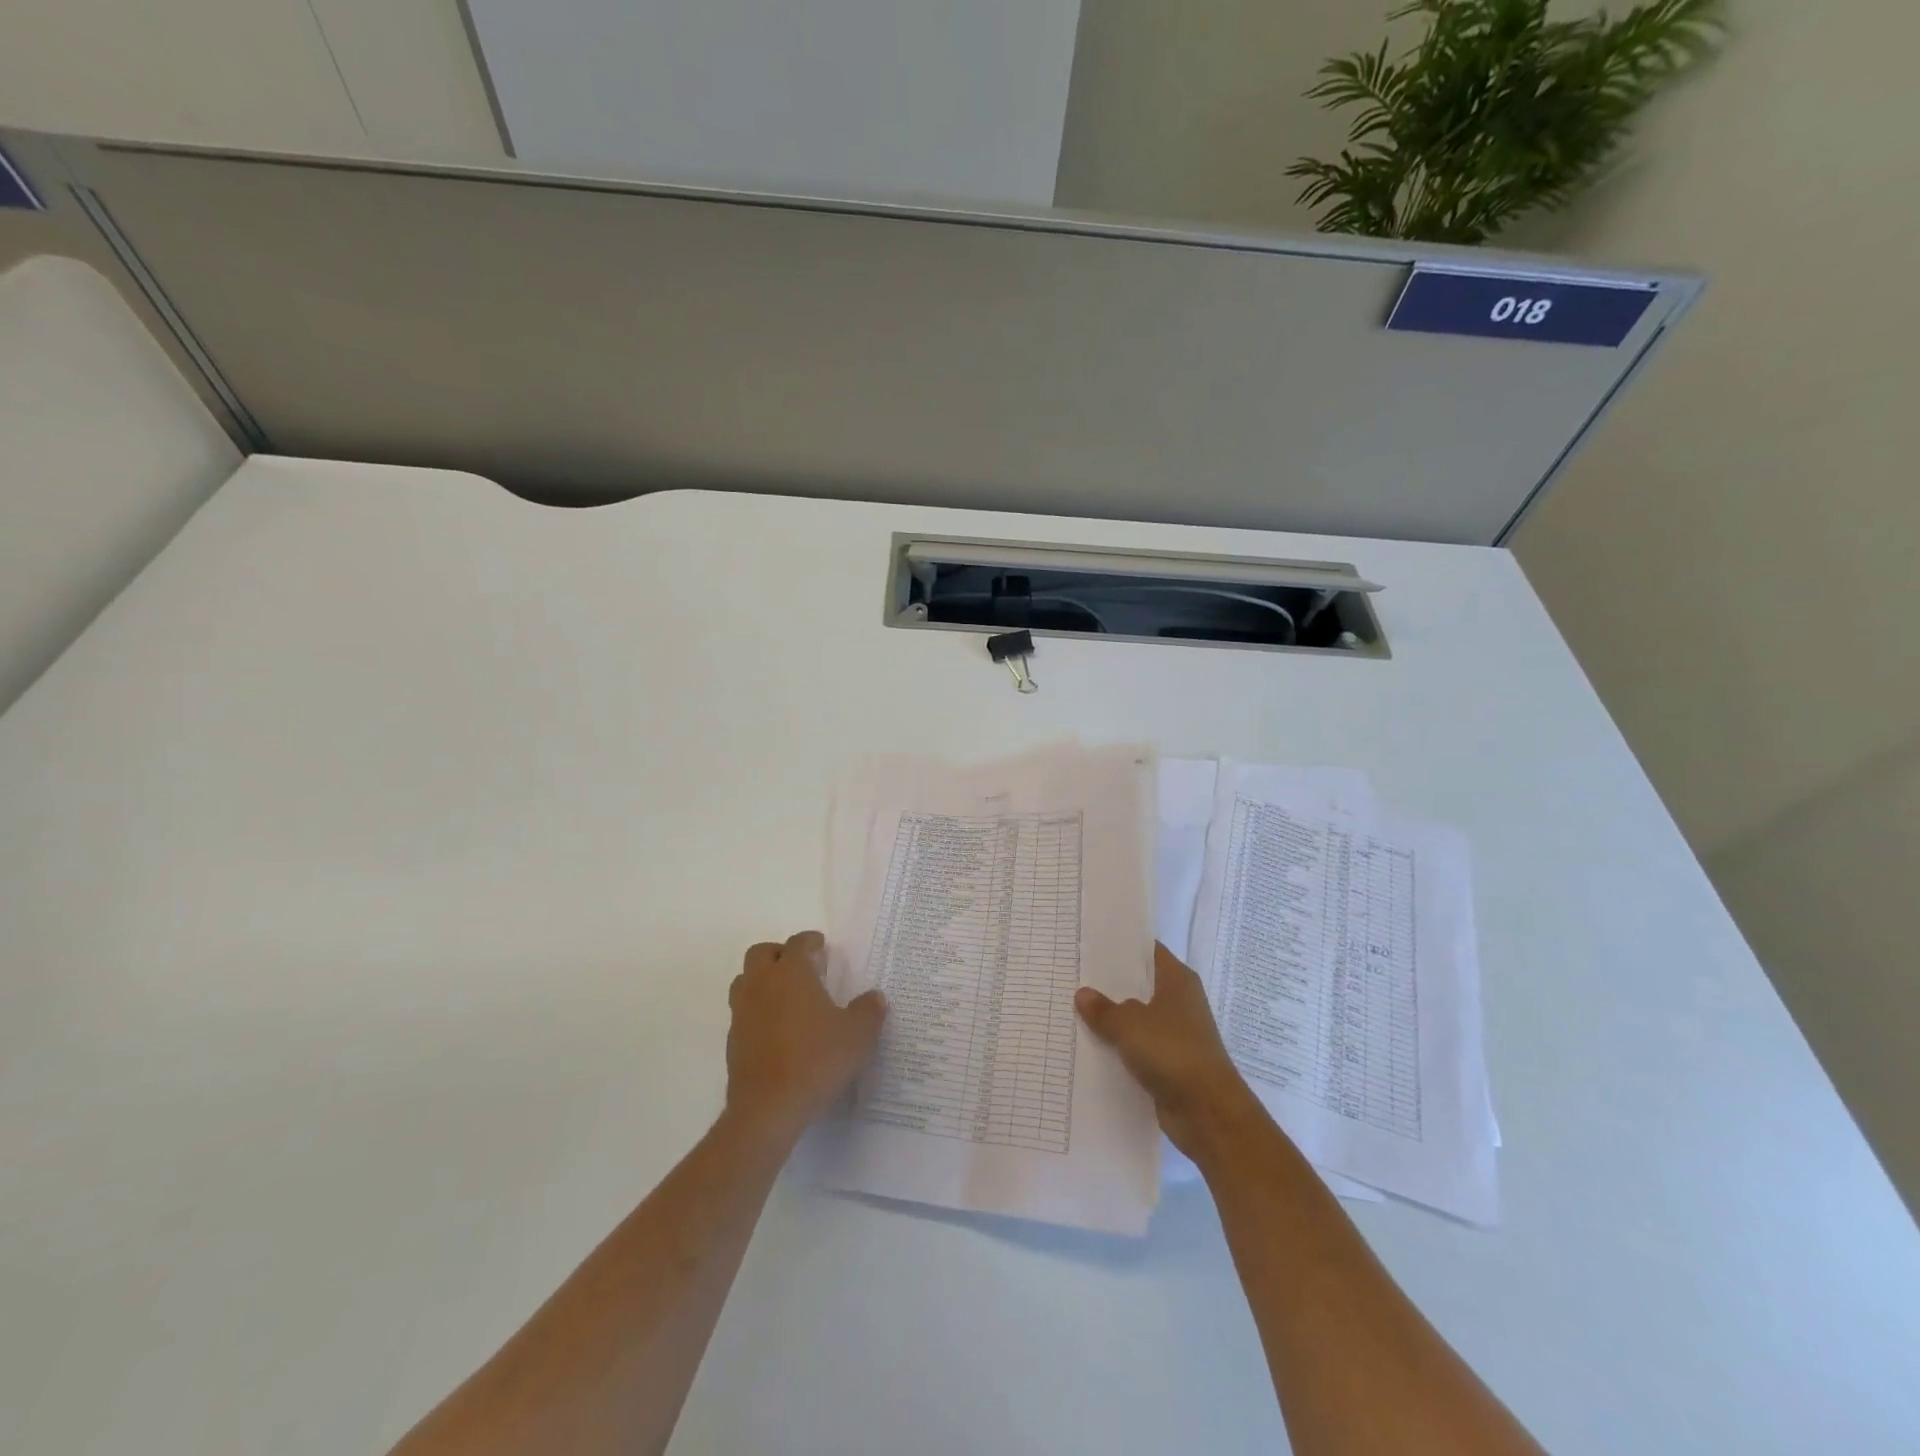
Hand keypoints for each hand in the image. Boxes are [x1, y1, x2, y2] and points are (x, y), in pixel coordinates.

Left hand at [725, 931, 886, 1141]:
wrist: (768, 1108)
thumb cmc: (816, 1060)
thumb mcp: (857, 1035)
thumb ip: (868, 1011)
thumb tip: (875, 997)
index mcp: (791, 973)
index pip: (797, 943)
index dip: (810, 941)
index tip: (820, 946)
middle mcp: (762, 984)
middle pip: (761, 953)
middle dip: (779, 954)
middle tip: (801, 966)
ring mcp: (742, 1012)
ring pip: (745, 981)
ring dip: (762, 980)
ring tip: (785, 995)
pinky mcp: (733, 1040)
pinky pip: (743, 1012)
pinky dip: (757, 1011)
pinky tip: (776, 1029)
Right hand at [1076, 942, 1263, 1161]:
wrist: (1208, 1113)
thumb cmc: (1172, 1052)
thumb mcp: (1129, 1024)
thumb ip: (1103, 1009)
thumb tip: (1083, 995)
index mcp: (1177, 980)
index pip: (1147, 950)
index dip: (1120, 945)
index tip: (1089, 942)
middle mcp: (1179, 1002)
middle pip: (1139, 985)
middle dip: (1109, 983)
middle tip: (1072, 974)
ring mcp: (1176, 1034)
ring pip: (1136, 1018)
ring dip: (1112, 1018)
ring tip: (1072, 1008)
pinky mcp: (1170, 1063)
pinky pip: (1138, 1047)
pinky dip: (1119, 1047)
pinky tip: (1089, 1045)